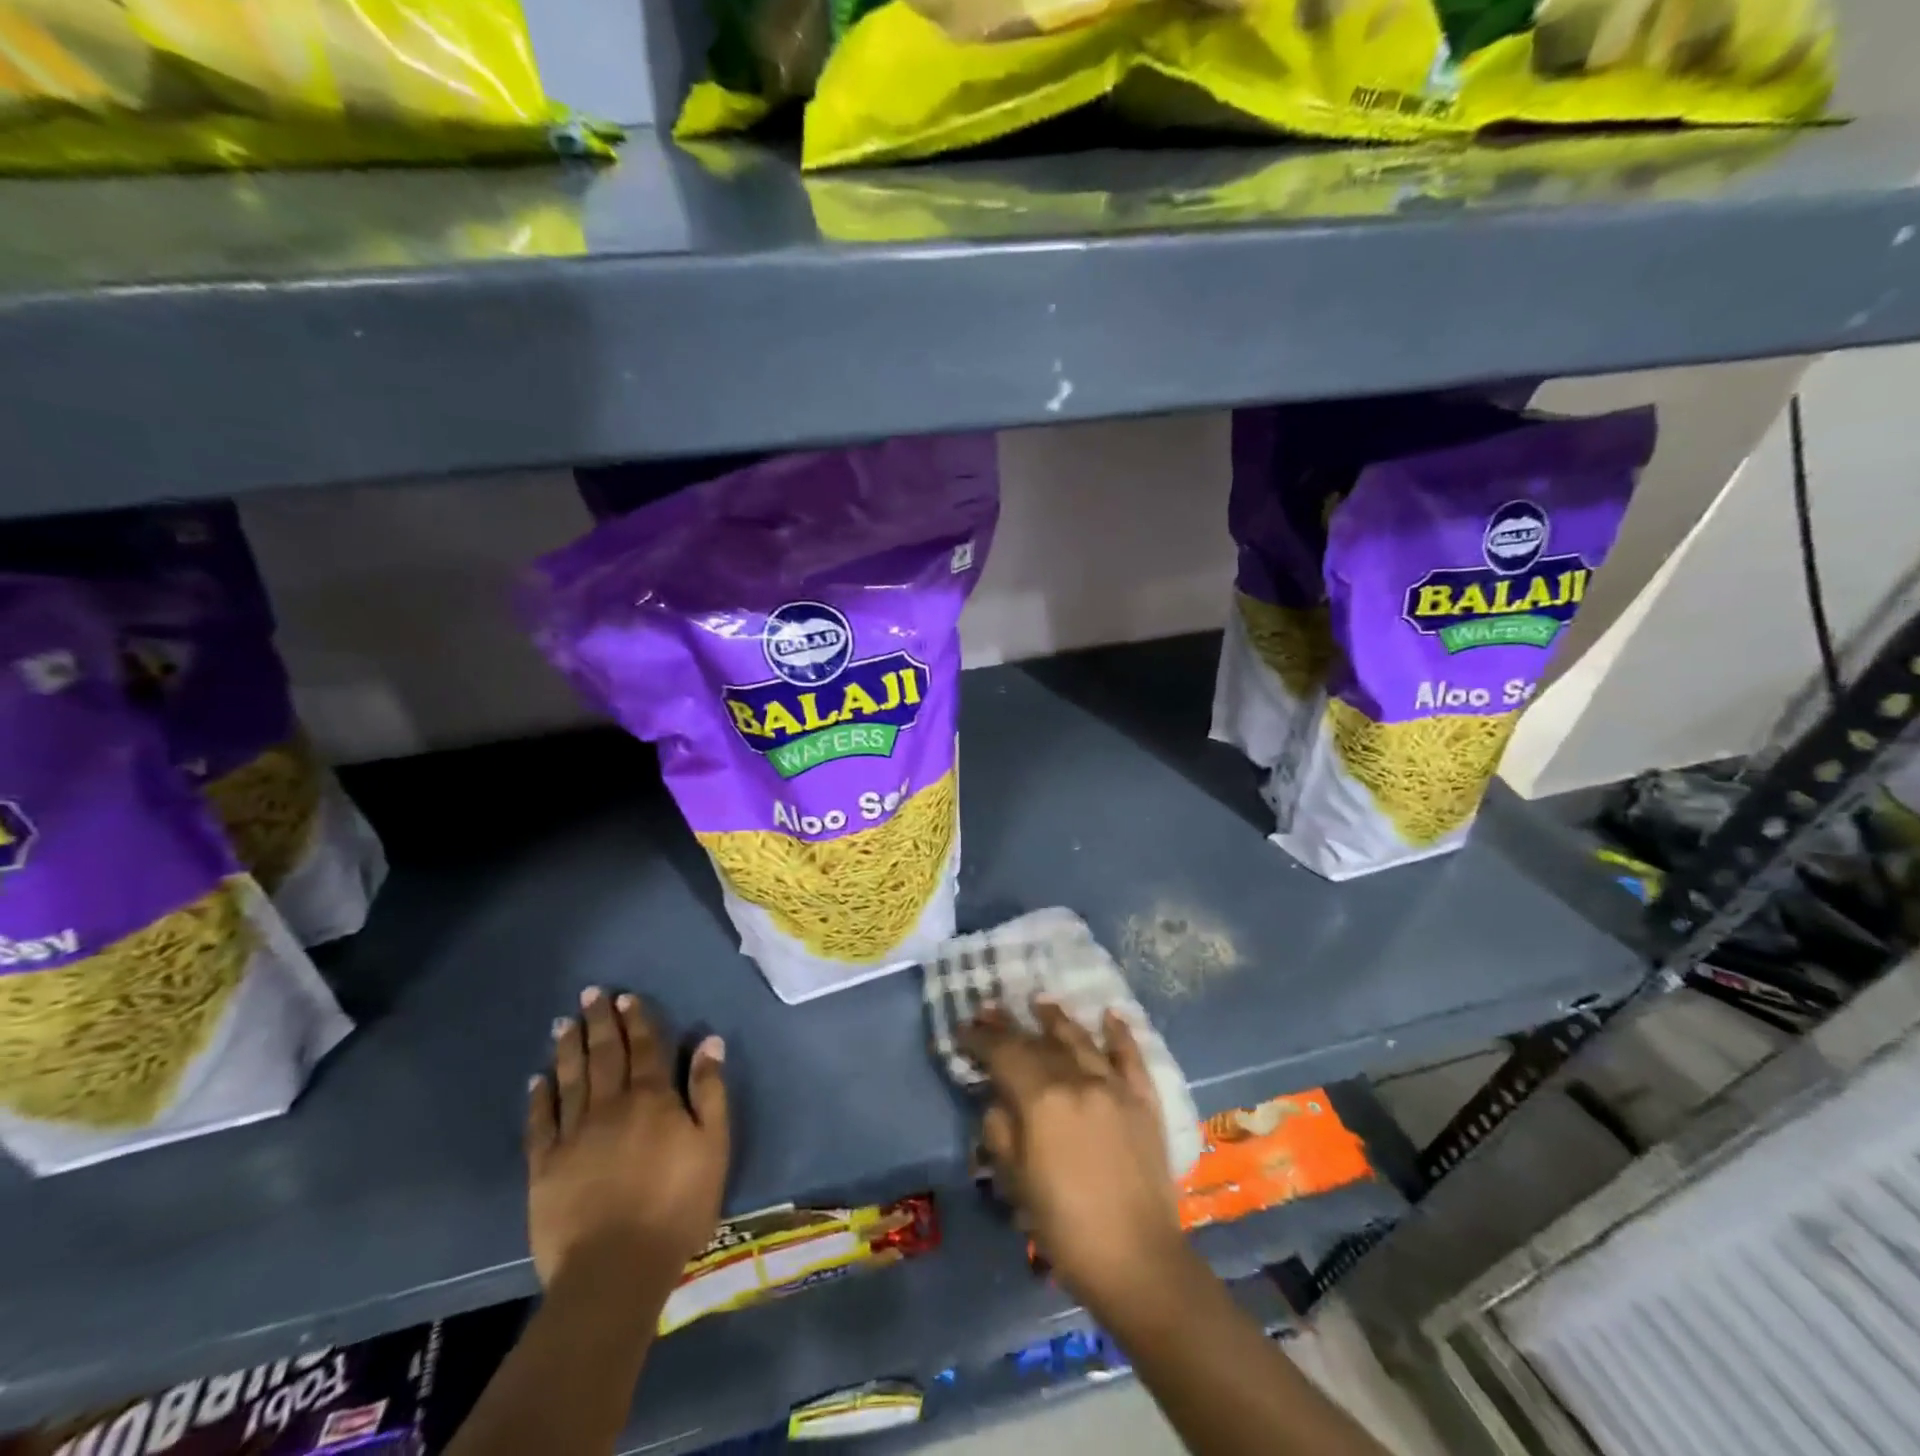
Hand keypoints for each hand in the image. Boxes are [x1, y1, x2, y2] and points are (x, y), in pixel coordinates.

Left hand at [526, 988, 729, 1289]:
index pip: (645, 1047)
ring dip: (568, 1048)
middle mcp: (610, 1105)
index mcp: (652, 1098)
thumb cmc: (676, 1205)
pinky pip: (540, 1122)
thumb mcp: (713, 1145)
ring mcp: (573, 1134)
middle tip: (590, 993)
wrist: (615, 1269)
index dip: (636, 1020)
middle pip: (604, 1054)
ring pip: (570, 1079)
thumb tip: (709, 1041)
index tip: (626, 997)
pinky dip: (539, 1097)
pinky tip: (537, 1079)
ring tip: (564, 1022)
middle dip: (599, 1022)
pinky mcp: (545, 1166)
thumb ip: (710, 1090)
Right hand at [960, 998, 1184, 1312]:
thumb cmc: (1065, 1228)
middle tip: (990, 1010)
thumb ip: (1002, 1132)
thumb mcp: (1016, 1183)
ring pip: (1081, 1040)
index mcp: (1042, 1099)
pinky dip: (1120, 1034)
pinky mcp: (1144, 1102)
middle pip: (1038, 1043)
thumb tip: (999, 1101)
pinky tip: (1110, 1016)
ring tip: (1040, 1003)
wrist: (1138, 1262)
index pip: (1004, 1054)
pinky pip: (1130, 1058)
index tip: (963, 1029)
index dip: (981, 1039)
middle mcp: (1078, 1080)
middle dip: (1010, 1027)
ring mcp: (1115, 1087)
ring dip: (1057, 1020)